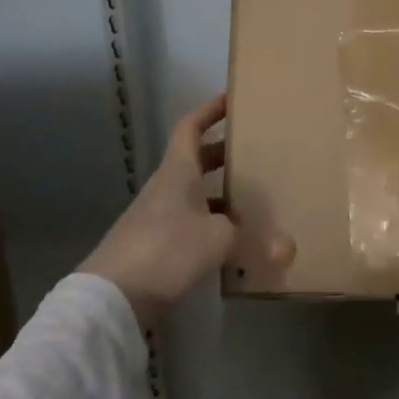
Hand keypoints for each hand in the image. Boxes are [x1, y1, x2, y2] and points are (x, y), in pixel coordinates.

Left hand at [82, 93, 293, 325]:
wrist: (110, 299)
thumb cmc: (166, 249)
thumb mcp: (218, 239)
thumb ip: (253, 239)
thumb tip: (287, 248)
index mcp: (178, 170)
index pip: (191, 127)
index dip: (209, 111)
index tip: (231, 100)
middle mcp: (166, 187)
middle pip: (195, 159)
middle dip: (223, 153)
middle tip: (254, 151)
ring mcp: (156, 217)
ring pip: (193, 193)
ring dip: (218, 192)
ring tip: (251, 198)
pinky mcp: (154, 247)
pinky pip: (189, 223)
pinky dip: (210, 224)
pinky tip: (230, 242)